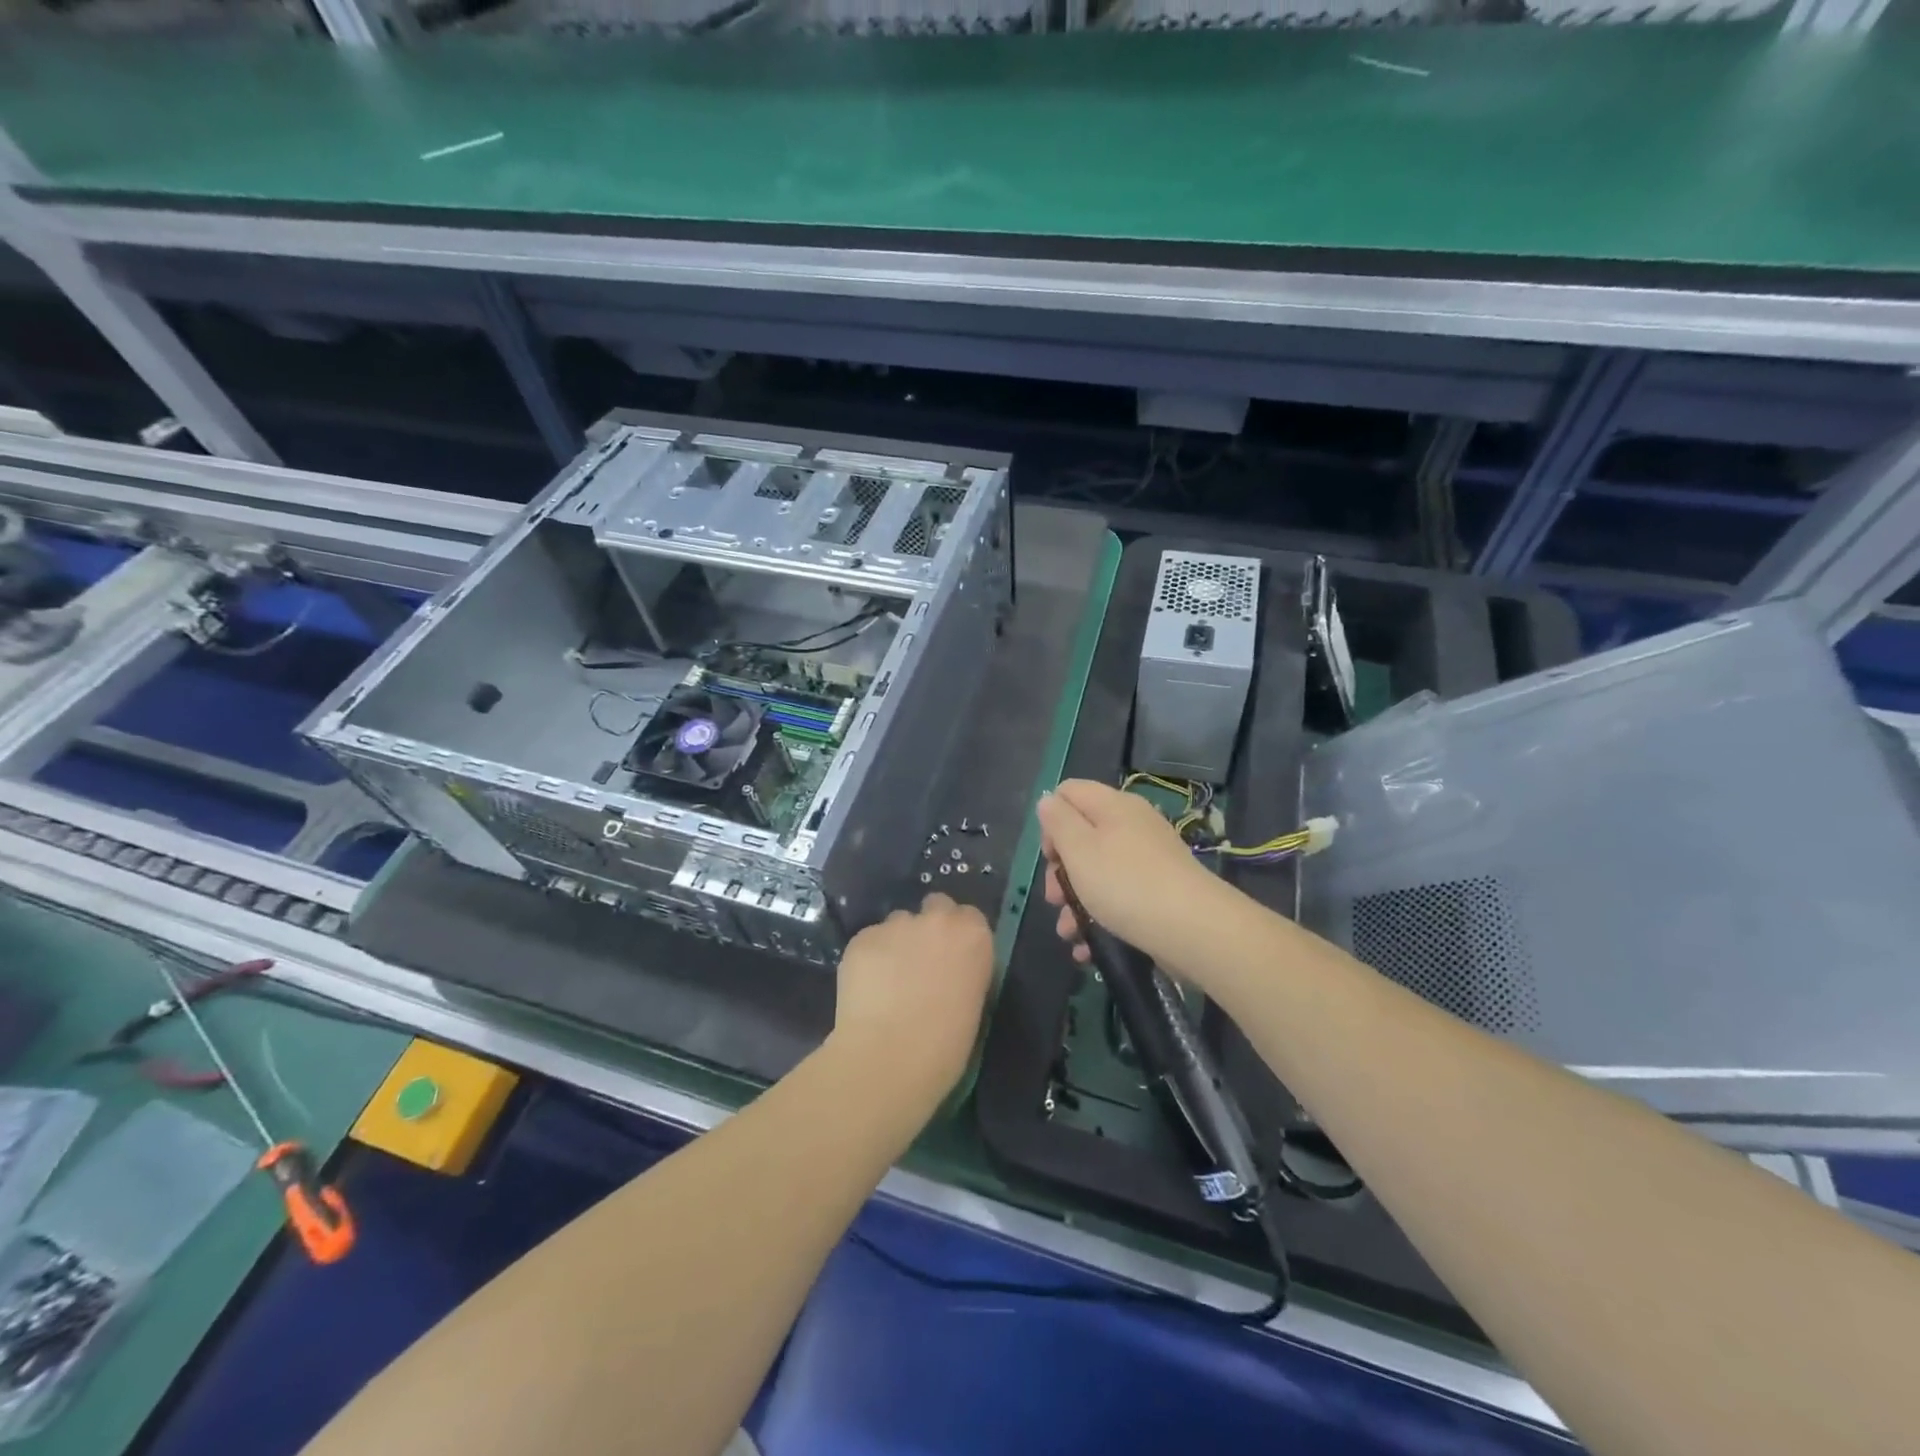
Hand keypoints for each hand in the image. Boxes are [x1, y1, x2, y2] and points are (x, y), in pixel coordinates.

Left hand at [829, 893, 993, 1112]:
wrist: (888, 1059)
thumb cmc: (944, 1047)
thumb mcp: (972, 1004)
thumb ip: (963, 972)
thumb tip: (948, 971)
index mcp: (973, 937)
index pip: (969, 917)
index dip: (958, 936)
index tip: (952, 959)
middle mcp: (937, 920)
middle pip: (935, 906)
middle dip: (929, 927)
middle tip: (920, 962)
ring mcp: (896, 925)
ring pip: (898, 923)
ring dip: (897, 942)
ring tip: (887, 980)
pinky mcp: (862, 938)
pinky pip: (870, 941)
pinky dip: (870, 958)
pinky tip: (866, 988)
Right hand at [1038, 779, 1219, 966]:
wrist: (1194, 930)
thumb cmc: (1125, 883)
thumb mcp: (1079, 849)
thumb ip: (1059, 822)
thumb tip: (1048, 802)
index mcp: (1113, 806)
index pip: (1070, 792)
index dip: (1051, 820)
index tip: (1051, 856)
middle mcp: (1132, 826)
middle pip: (1082, 836)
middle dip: (1061, 871)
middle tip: (1055, 899)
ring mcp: (1148, 860)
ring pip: (1098, 872)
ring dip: (1076, 902)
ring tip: (1069, 932)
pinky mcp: (1158, 892)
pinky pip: (1119, 897)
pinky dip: (1100, 918)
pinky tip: (1087, 946)